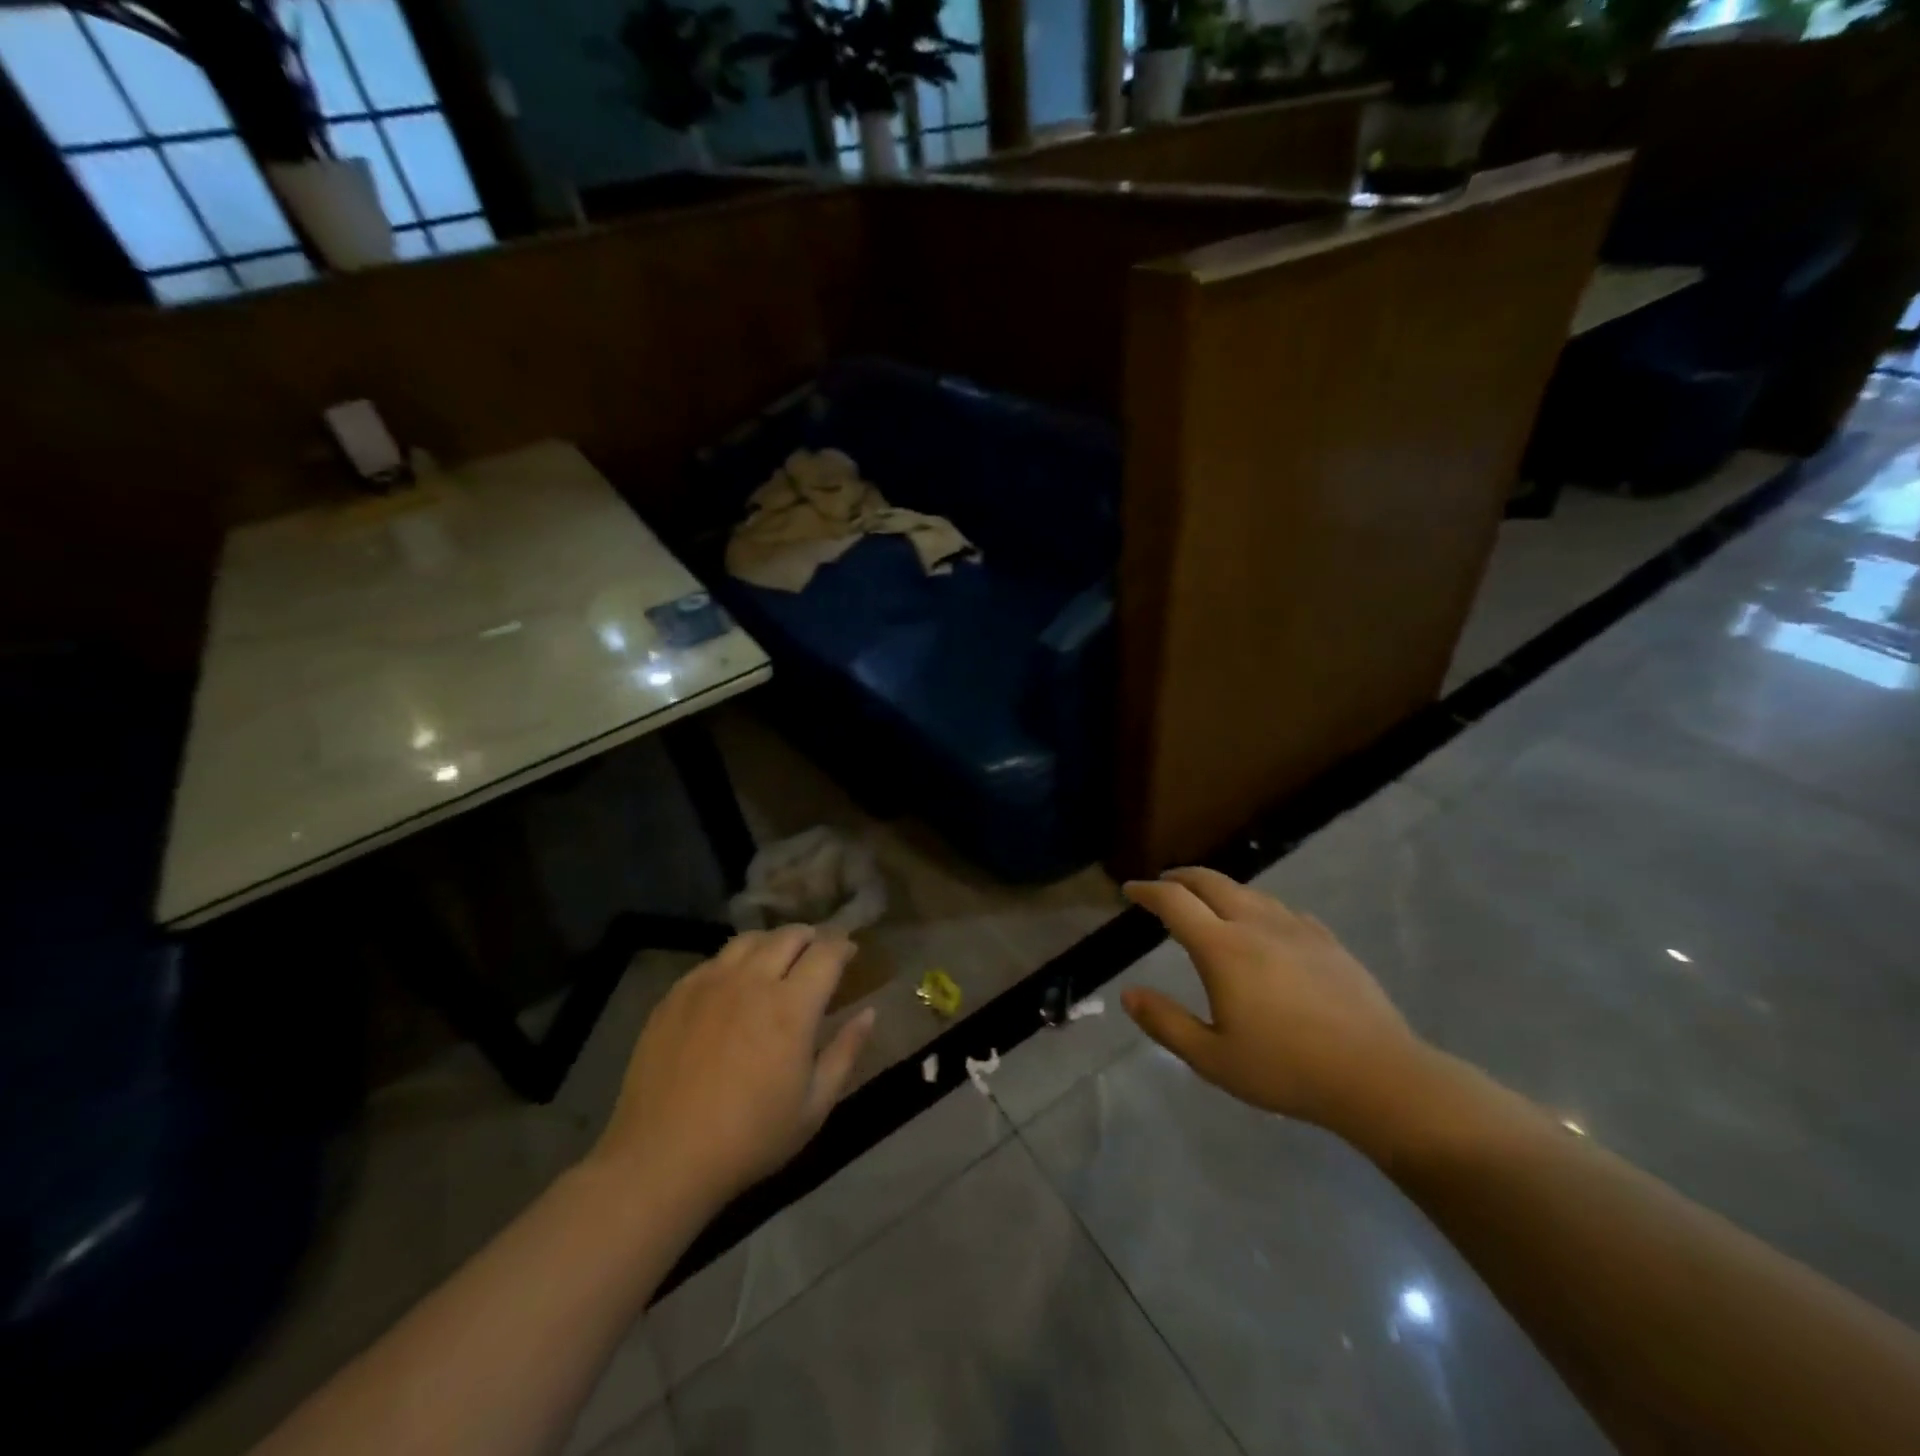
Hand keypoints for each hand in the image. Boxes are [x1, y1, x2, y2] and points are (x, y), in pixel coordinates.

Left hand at [590, 926, 875, 1216]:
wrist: (661, 1158)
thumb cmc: (749, 1139)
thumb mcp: (814, 1106)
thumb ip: (846, 1052)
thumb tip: (869, 1013)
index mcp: (791, 1007)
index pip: (827, 952)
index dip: (844, 945)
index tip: (850, 952)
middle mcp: (752, 981)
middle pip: (789, 936)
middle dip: (811, 938)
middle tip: (817, 954)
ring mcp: (709, 983)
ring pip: (749, 940)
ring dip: (773, 942)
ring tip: (777, 960)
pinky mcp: (676, 994)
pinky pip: (713, 960)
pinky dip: (735, 961)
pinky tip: (733, 984)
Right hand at [1121, 868, 1427, 1133]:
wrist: (1378, 1075)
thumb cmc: (1286, 1069)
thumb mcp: (1213, 1058)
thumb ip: (1166, 1023)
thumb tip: (1129, 994)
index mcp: (1222, 948)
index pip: (1174, 901)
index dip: (1147, 891)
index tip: (1130, 891)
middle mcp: (1255, 924)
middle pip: (1210, 881)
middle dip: (1180, 878)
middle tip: (1163, 886)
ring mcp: (1295, 928)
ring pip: (1248, 891)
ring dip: (1218, 889)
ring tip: (1207, 903)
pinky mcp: (1326, 940)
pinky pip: (1281, 909)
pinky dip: (1256, 906)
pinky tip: (1263, 926)